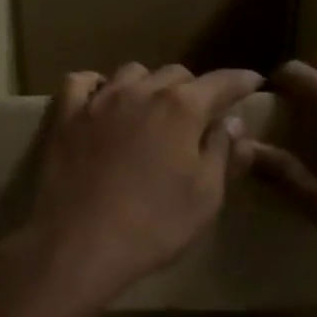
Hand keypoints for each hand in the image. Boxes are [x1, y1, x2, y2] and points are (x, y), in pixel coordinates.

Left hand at [17, 63, 262, 316]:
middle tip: (197, 113)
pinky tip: (99, 100)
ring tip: (149, 107)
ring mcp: (98, 100)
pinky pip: (80, 83)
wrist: (79, 243)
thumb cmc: (153, 225)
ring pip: (131, 73)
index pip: (220, 82)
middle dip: (192, 88)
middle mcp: (141, 92)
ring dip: (147, 85)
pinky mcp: (64, 115)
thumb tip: (233, 122)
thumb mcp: (205, 197)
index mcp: (182, 109)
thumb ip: (223, 153)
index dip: (240, 81)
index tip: (252, 82)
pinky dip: (95, 85)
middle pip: (175, 73)